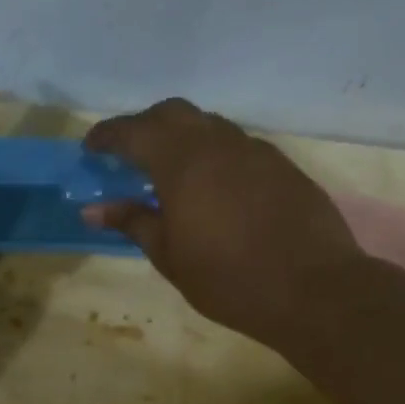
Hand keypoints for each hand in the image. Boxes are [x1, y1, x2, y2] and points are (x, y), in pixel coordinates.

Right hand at [82, 98, 360, 335]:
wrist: (314, 290)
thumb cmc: (228, 278)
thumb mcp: (169, 255)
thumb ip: (131, 222)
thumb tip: (93, 208)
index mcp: (182, 162)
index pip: (134, 132)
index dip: (107, 135)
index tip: (90, 148)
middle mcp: (218, 144)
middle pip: (172, 113)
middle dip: (143, 125)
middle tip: (127, 153)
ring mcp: (255, 151)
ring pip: (208, 124)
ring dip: (181, 136)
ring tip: (168, 170)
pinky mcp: (281, 165)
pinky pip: (236, 144)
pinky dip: (212, 152)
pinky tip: (211, 186)